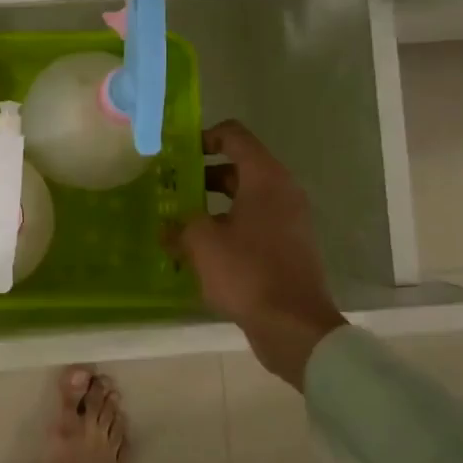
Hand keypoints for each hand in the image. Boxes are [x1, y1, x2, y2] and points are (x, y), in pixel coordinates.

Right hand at [172, 120, 346, 390]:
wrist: (294, 326)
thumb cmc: (247, 272)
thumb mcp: (201, 242)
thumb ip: (180, 225)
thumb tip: (168, 228)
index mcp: (265, 178)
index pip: (234, 136)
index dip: (203, 137)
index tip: (175, 154)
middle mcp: (282, 192)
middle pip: (238, 167)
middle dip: (201, 174)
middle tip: (170, 187)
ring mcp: (288, 220)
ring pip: (244, 197)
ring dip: (211, 203)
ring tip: (178, 219)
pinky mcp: (287, 247)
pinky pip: (252, 223)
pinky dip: (227, 226)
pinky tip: (199, 248)